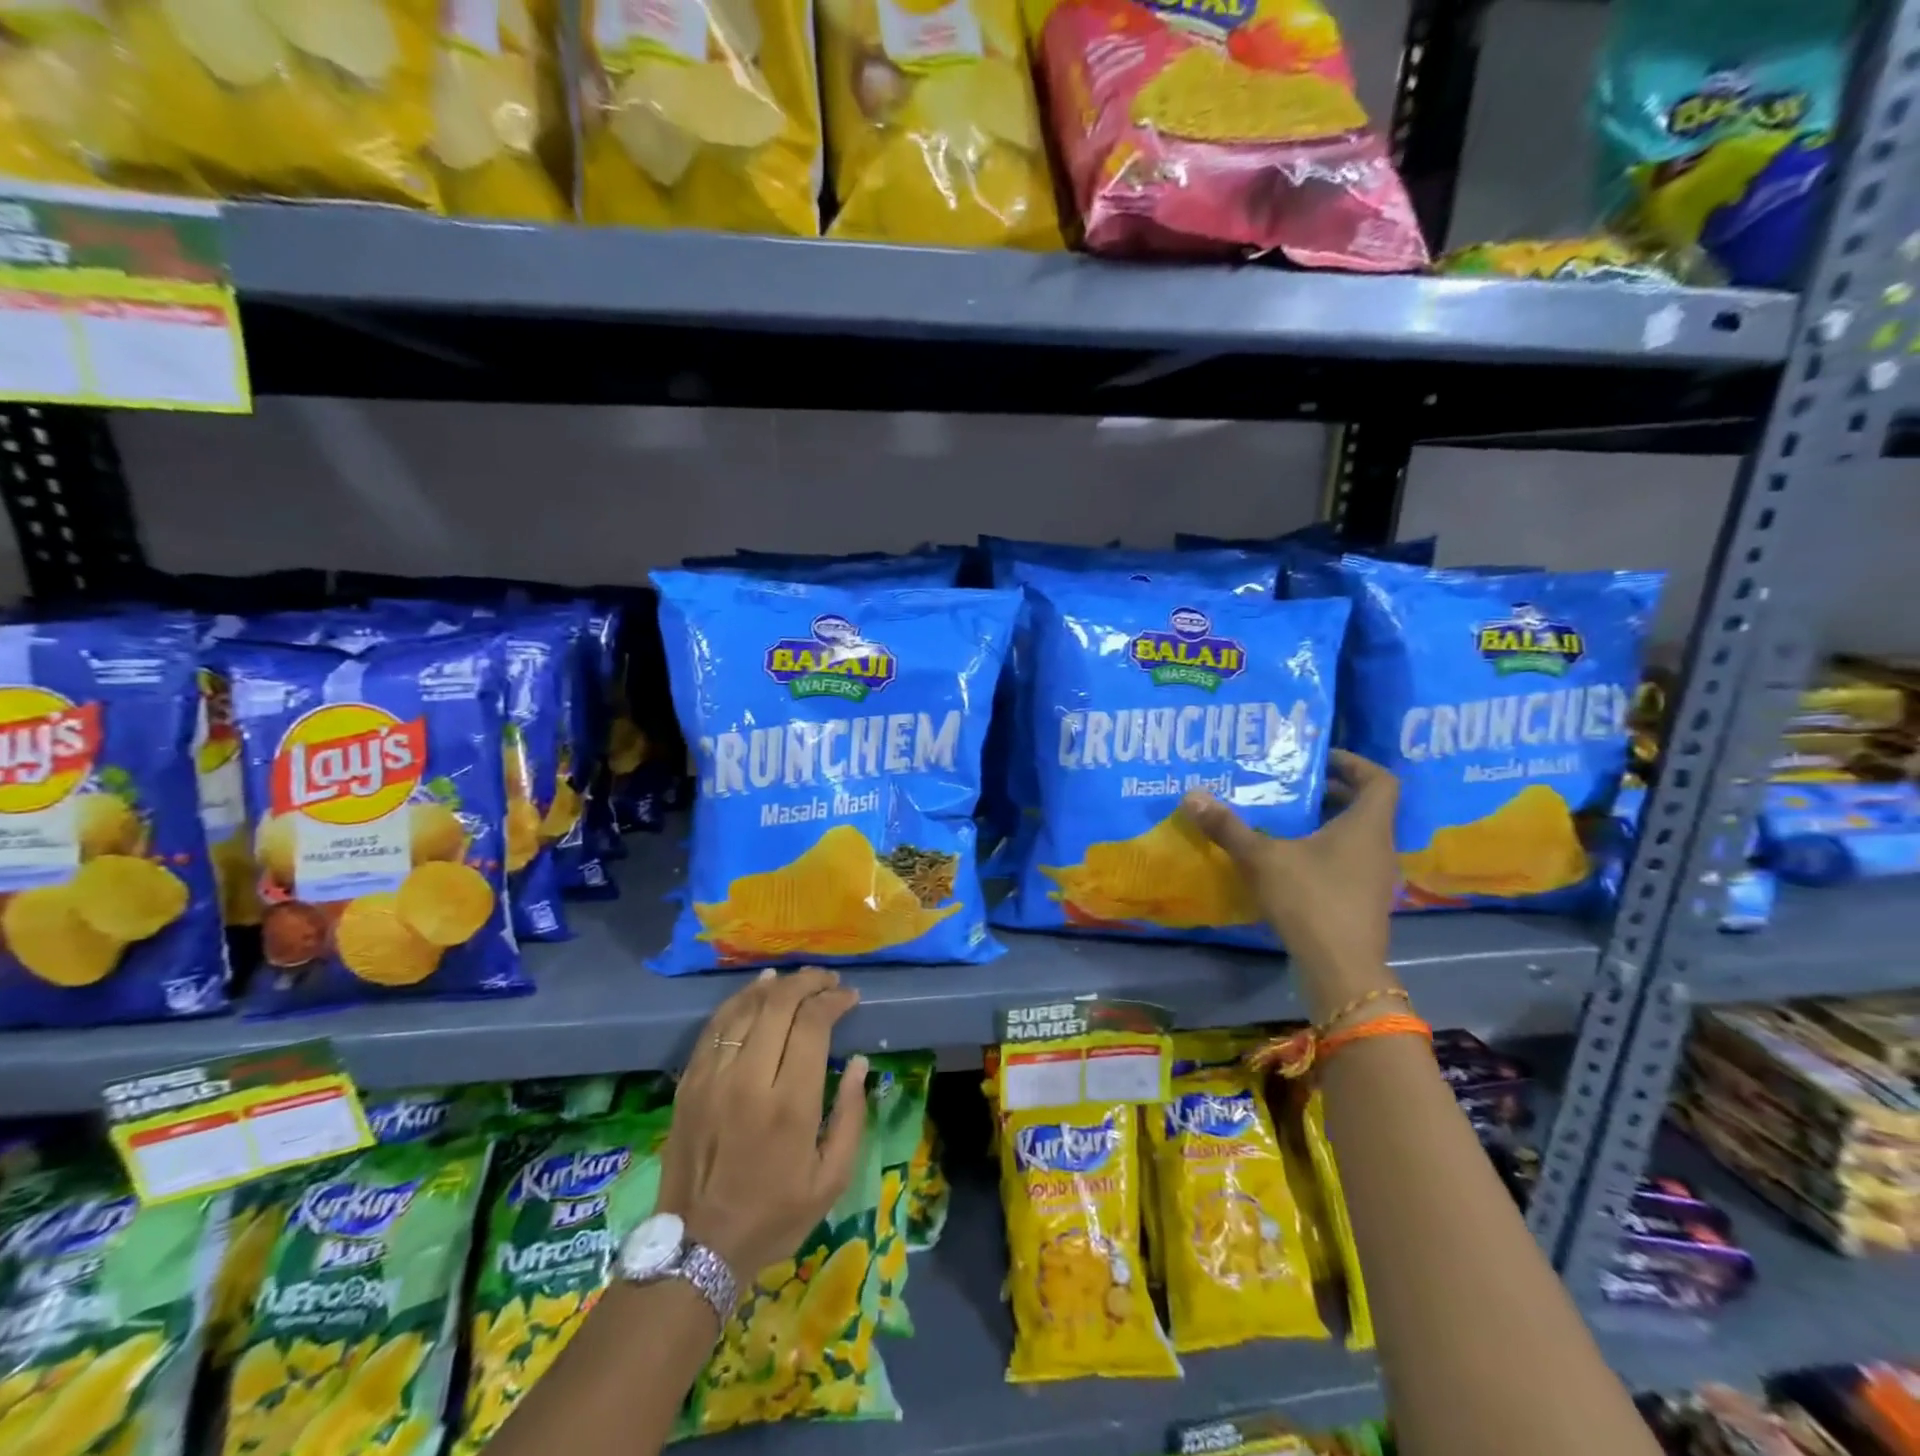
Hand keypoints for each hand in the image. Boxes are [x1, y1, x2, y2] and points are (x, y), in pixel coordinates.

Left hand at [660, 967, 866, 1283]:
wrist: (697, 1249)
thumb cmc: (774, 1216)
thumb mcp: (831, 1180)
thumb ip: (851, 1116)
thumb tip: (860, 1063)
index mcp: (790, 1104)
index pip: (813, 1024)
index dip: (834, 1000)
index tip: (849, 997)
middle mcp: (749, 1080)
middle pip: (779, 1004)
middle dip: (808, 982)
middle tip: (827, 980)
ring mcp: (713, 1077)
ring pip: (745, 1008)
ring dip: (774, 985)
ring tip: (795, 979)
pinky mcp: (689, 1082)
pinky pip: (715, 1026)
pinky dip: (739, 1001)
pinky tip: (756, 992)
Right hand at [1181, 749, 1400, 1018]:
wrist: (1340, 968)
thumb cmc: (1310, 900)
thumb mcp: (1262, 858)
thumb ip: (1228, 827)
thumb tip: (1192, 795)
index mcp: (1366, 825)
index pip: (1380, 779)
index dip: (1353, 763)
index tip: (1319, 759)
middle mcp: (1379, 846)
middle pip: (1365, 806)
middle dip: (1330, 792)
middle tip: (1291, 786)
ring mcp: (1374, 877)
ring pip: (1356, 836)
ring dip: (1326, 823)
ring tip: (1285, 819)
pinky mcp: (1363, 901)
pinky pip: (1348, 861)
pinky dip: (1324, 851)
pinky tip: (1290, 860)